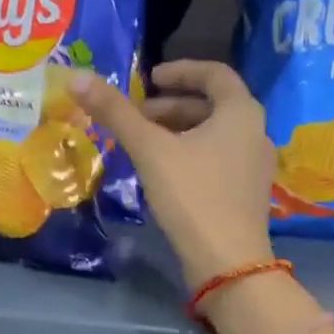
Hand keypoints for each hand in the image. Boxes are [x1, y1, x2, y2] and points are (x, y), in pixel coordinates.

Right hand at [70, 60, 275, 289]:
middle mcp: (255, 132)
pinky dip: (191, 155)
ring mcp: (255, 166)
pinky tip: (164, 174)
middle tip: (136, 118)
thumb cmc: (193, 196)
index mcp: (241, 112)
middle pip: (212, 107)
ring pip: (214, 136)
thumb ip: (116, 113)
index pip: (214, 74)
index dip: (180, 71)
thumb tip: (77, 77)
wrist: (227, 262)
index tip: (150, 78)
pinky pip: (218, 160)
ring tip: (144, 145)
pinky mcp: (247, 194)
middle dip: (171, 108)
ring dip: (178, 133)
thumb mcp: (150, 151)